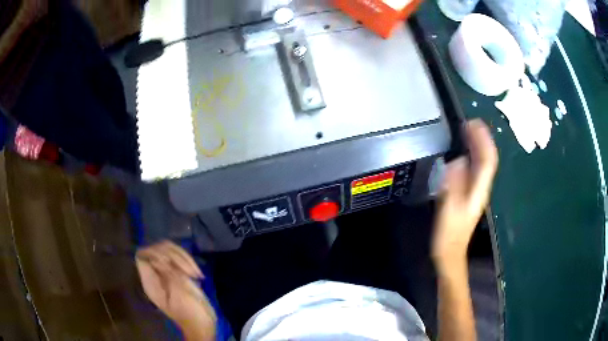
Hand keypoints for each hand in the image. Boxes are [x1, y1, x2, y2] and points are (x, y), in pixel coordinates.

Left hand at [135, 241, 215, 333]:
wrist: (203, 324)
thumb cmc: (190, 313)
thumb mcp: (179, 295)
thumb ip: (168, 275)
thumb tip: (159, 258)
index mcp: (150, 281)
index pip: (143, 256)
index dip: (154, 253)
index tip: (169, 262)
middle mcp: (156, 274)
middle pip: (157, 249)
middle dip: (173, 255)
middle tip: (188, 270)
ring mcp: (168, 273)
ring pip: (169, 250)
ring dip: (184, 258)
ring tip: (195, 273)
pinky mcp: (179, 273)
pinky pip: (180, 258)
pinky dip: (189, 262)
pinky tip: (198, 274)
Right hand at [432, 119, 497, 269]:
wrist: (450, 253)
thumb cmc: (449, 234)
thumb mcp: (449, 210)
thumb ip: (453, 186)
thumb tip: (457, 161)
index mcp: (478, 190)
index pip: (487, 160)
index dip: (483, 140)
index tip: (474, 123)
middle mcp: (481, 187)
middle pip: (487, 158)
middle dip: (481, 139)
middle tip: (470, 122)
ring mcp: (476, 191)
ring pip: (482, 163)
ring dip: (477, 145)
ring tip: (467, 131)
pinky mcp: (469, 194)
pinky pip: (474, 170)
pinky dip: (471, 157)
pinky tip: (463, 152)